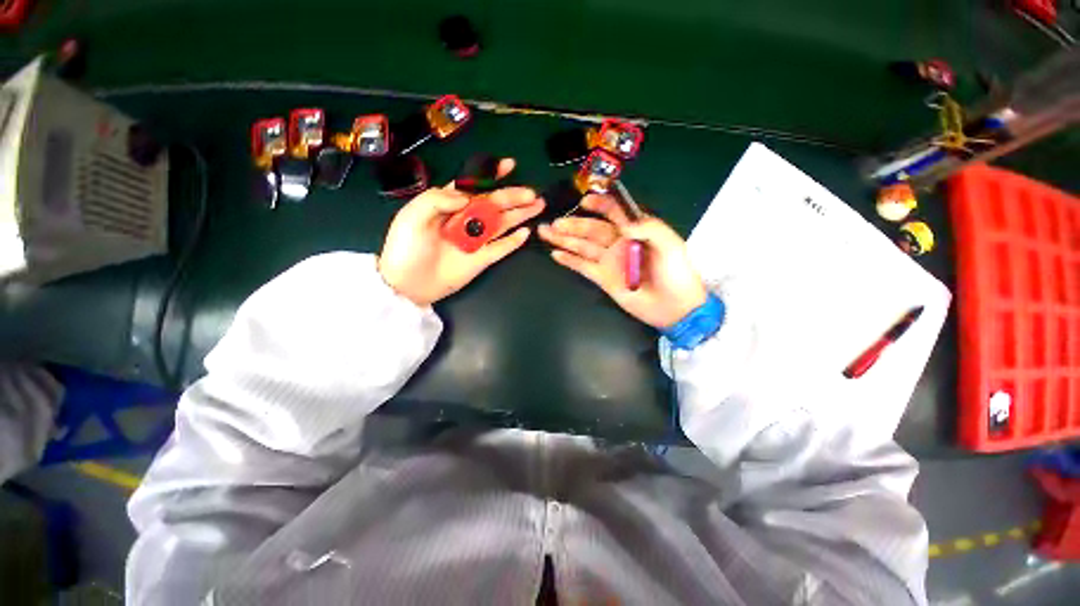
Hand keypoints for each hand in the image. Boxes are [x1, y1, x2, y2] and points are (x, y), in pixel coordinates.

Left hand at [378, 158, 544, 305]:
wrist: (407, 284)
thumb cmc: (406, 247)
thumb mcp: (413, 216)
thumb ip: (437, 199)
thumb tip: (466, 196)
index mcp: (449, 204)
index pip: (473, 185)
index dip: (491, 174)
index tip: (509, 165)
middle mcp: (466, 220)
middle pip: (494, 204)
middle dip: (513, 196)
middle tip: (532, 194)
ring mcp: (476, 240)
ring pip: (502, 223)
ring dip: (519, 215)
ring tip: (538, 206)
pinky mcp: (481, 259)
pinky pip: (501, 248)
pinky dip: (513, 242)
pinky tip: (526, 233)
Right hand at [538, 194, 707, 328]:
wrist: (674, 308)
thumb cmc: (676, 273)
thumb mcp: (670, 245)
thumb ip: (650, 228)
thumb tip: (624, 224)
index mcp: (635, 230)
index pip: (613, 212)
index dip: (599, 205)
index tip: (584, 202)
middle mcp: (618, 242)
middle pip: (592, 230)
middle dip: (573, 225)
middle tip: (554, 224)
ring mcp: (609, 261)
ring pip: (583, 246)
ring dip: (564, 239)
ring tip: (546, 232)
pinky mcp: (603, 278)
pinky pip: (583, 266)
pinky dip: (569, 260)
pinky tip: (556, 254)